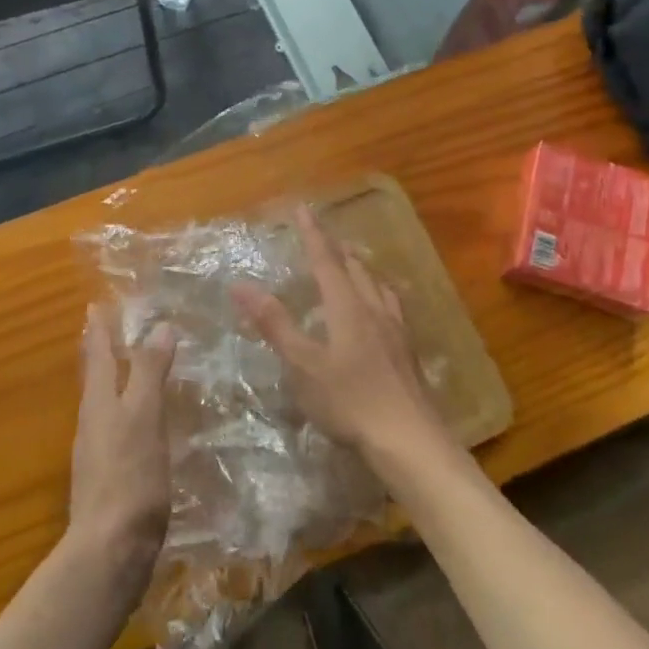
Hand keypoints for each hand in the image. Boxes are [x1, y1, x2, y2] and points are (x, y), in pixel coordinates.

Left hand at [68, 305, 173, 574]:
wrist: (110, 550)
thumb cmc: (129, 476)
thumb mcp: (144, 416)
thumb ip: (149, 372)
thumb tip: (159, 325)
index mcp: (98, 403)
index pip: (95, 354)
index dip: (97, 329)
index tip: (95, 304)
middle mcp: (92, 422)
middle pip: (93, 378)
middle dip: (98, 352)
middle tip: (104, 329)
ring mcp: (97, 453)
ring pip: (103, 404)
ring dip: (112, 381)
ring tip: (127, 368)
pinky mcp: (109, 478)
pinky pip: (115, 430)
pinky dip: (125, 413)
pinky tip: (141, 423)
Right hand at [231, 206, 447, 469]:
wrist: (409, 439)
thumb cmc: (349, 401)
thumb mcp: (303, 365)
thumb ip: (274, 323)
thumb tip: (240, 284)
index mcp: (347, 307)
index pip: (326, 260)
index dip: (312, 234)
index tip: (303, 209)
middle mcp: (374, 310)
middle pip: (356, 269)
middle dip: (337, 249)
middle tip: (324, 238)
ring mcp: (396, 331)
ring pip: (377, 286)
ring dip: (361, 269)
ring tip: (353, 265)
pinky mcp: (407, 352)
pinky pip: (391, 307)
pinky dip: (378, 294)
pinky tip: (381, 311)